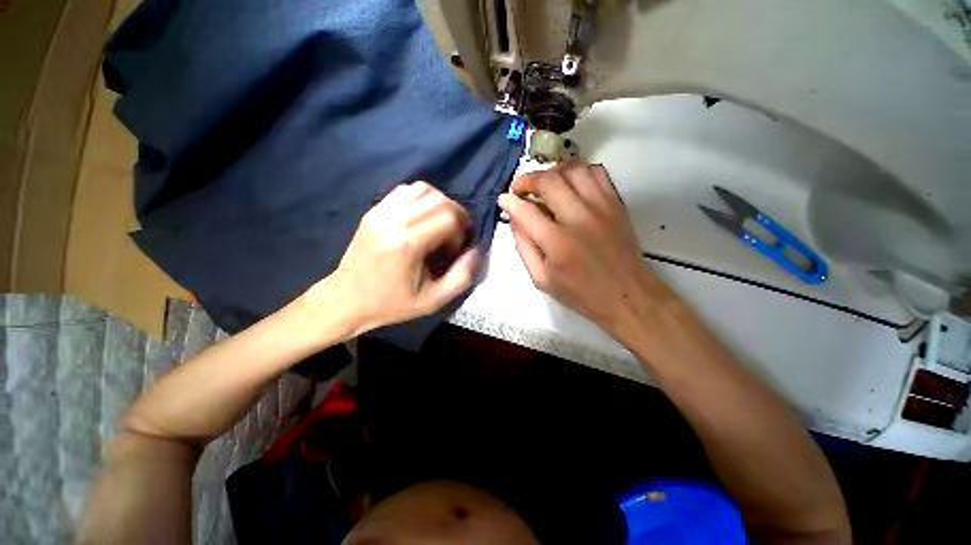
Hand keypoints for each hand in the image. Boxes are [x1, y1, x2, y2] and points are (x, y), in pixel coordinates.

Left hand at [310, 182, 479, 335]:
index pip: (448, 217)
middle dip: (456, 215)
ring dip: (440, 203)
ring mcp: (380, 212)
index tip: (456, 249)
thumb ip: (462, 276)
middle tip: (456, 235)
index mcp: (407, 244)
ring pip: (422, 189)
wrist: (346, 299)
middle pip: (439, 199)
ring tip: (441, 224)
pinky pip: (404, 190)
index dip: (461, 230)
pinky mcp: (373, 210)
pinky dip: (421, 199)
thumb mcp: (433, 301)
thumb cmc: (391, 304)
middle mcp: (393, 221)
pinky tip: (422, 217)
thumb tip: (476, 250)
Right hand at [497, 161, 667, 333]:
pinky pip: (596, 172)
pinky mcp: (616, 203)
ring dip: (552, 172)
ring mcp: (601, 207)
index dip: (510, 201)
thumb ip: (524, 247)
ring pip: (573, 169)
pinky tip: (570, 187)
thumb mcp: (541, 279)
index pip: (526, 211)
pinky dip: (578, 172)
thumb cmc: (580, 293)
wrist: (627, 296)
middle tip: (521, 190)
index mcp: (558, 244)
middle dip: (527, 180)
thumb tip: (514, 218)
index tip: (504, 200)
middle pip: (549, 180)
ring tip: (545, 186)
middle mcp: (579, 219)